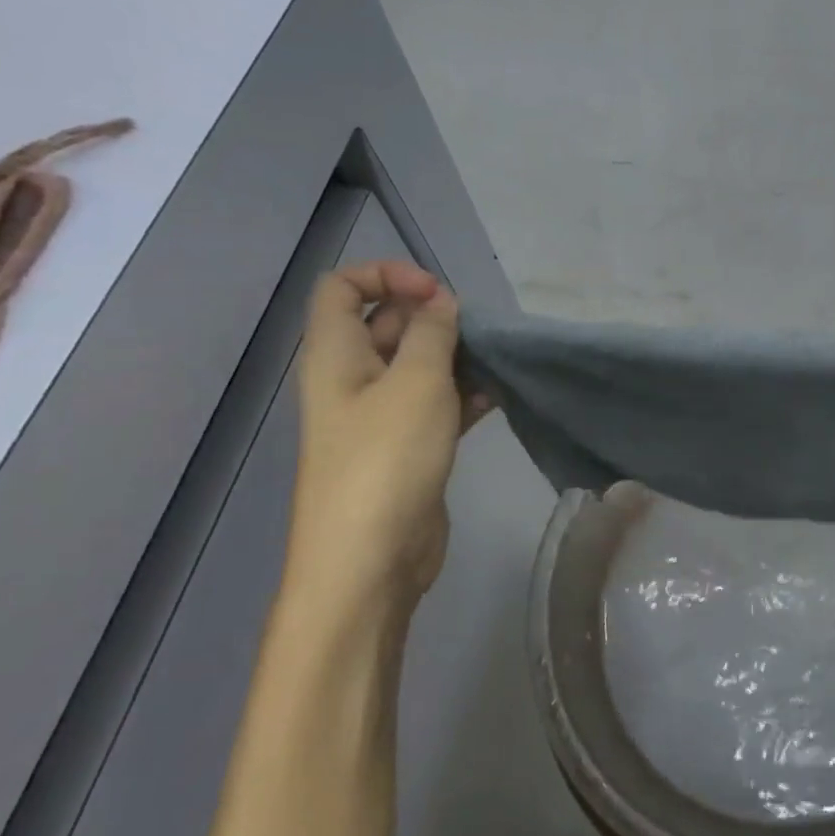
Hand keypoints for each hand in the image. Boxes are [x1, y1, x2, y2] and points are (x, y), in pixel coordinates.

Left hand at [285, 261, 490, 613]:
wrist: (372, 558)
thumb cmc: (386, 459)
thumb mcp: (416, 383)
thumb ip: (433, 334)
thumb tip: (441, 302)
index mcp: (336, 355)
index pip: (342, 288)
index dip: (387, 277)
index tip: (437, 294)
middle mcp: (352, 380)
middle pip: (386, 325)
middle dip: (432, 319)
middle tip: (477, 333)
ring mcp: (380, 417)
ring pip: (417, 367)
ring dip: (454, 358)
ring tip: (495, 362)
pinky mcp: (409, 448)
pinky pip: (436, 405)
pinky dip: (464, 395)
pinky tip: (498, 396)